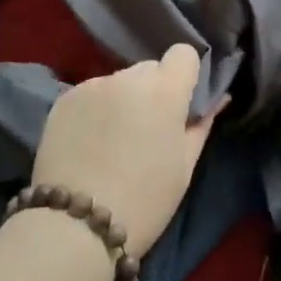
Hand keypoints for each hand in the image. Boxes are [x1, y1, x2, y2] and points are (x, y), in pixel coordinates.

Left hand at [30, 45, 214, 257]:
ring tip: (113, 142)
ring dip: (123, 100)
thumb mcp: (183, 167)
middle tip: (147, 130)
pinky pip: (91, 94)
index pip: (183, 54)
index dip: (185, 75)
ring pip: (118, 82)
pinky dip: (96, 111)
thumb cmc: (144, 201)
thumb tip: (217, 99)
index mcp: (164, 90)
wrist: (74, 227)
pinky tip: (89, 144)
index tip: (180, 104)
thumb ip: (200, 125)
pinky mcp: (63, 100)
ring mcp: (92, 86)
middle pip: (149, 69)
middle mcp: (127, 77)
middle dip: (153, 91)